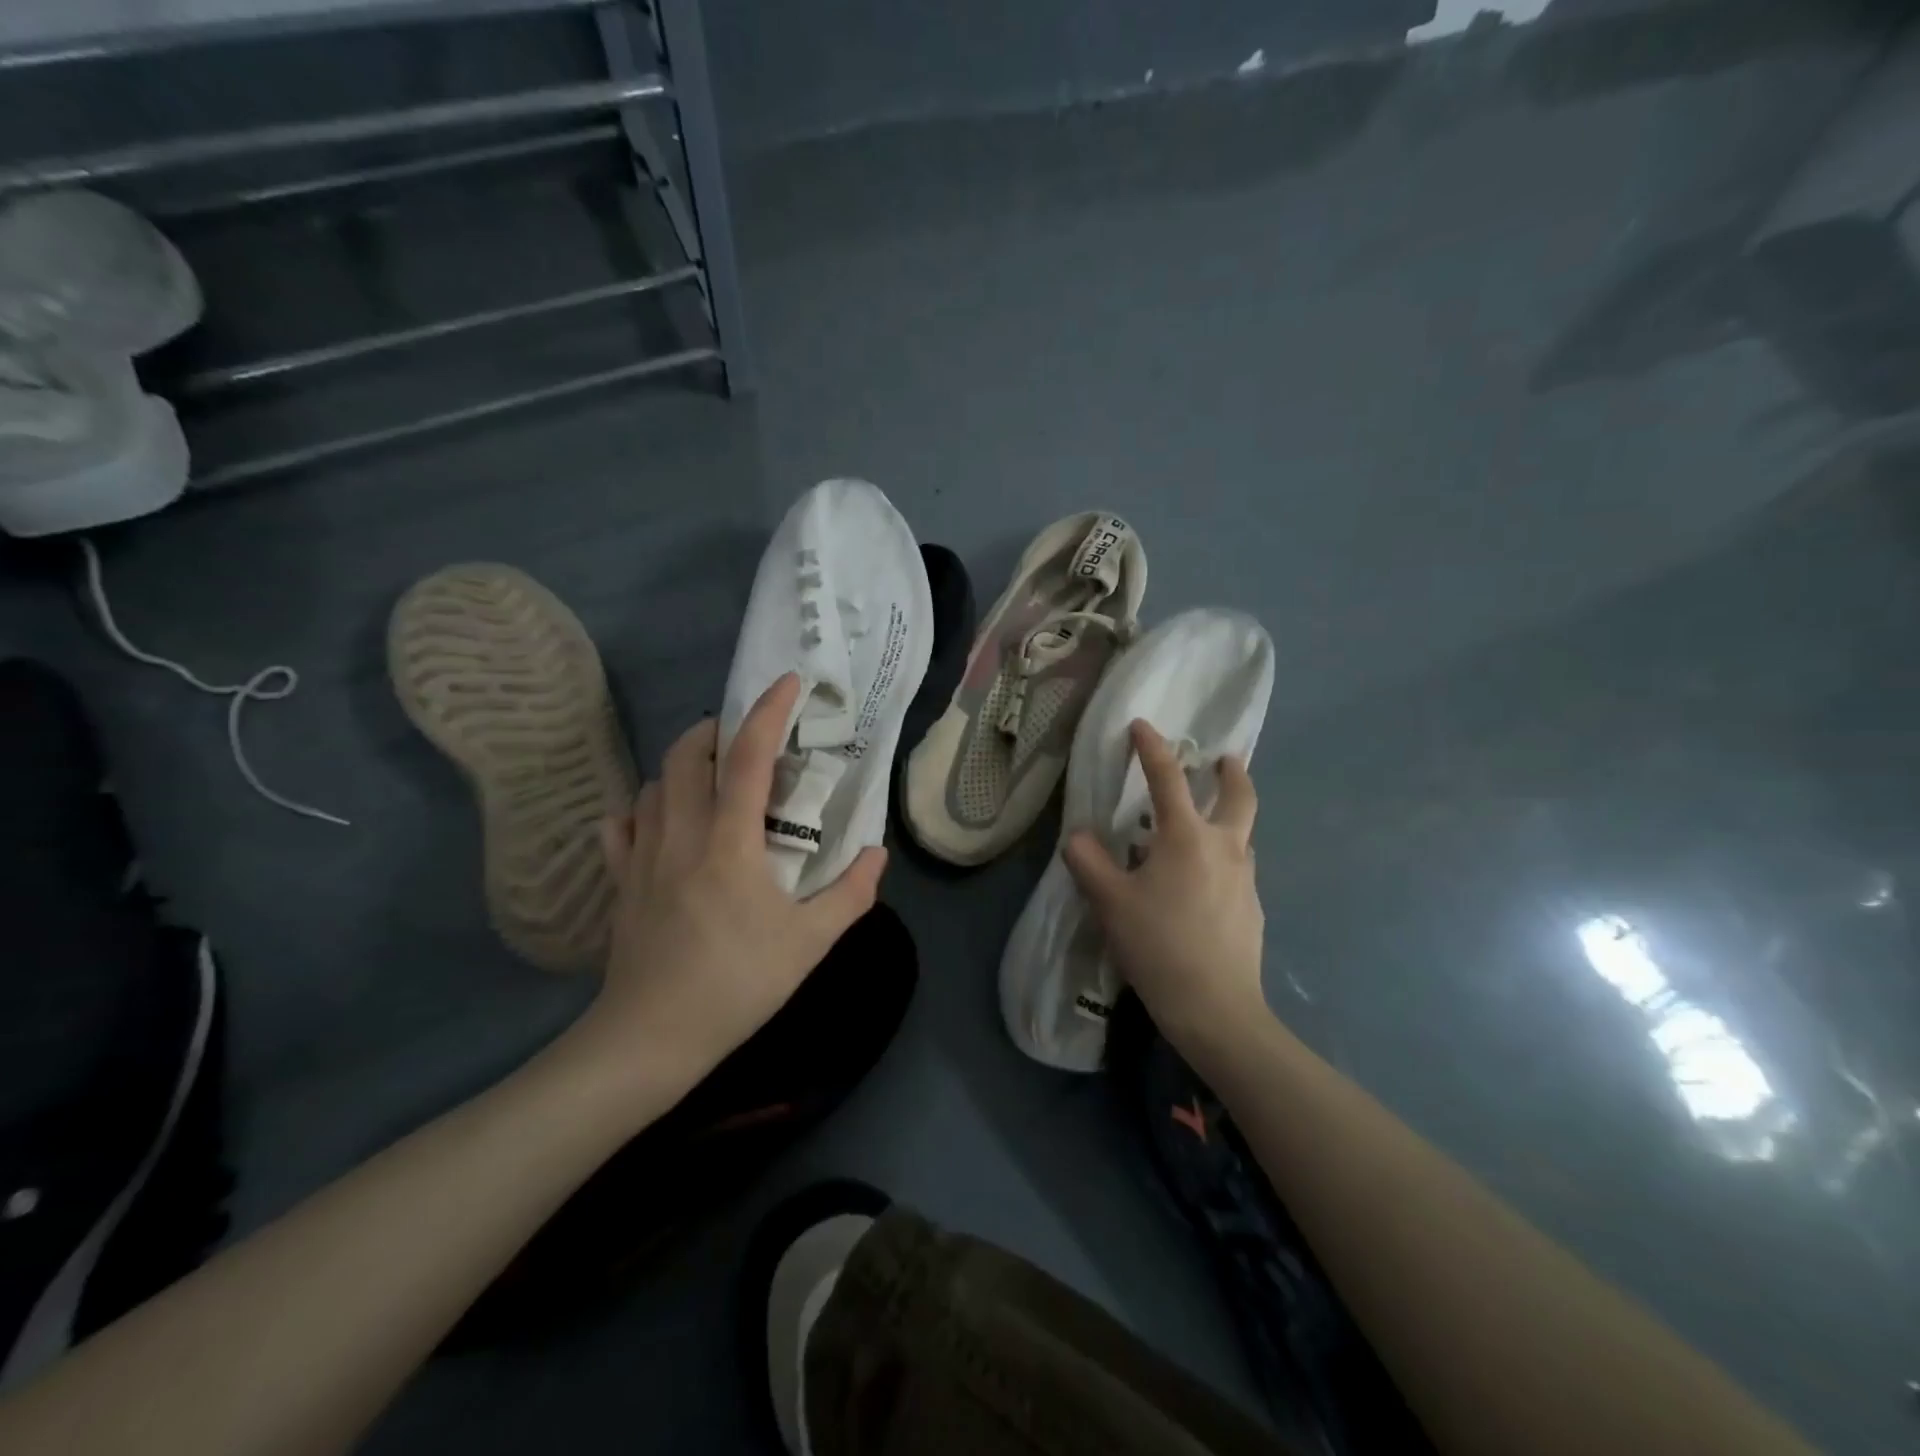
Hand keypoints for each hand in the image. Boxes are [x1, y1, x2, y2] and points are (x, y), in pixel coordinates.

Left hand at [578, 673, 885, 1099]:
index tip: (788, 682)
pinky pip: (620, 825)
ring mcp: (641, 856)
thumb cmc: (736, 985)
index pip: (746, 758)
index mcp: (728, 842)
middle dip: (714, 730)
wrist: (651, 1038)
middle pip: (684, 756)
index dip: (768, 712)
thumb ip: (850, 894)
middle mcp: (680, 834)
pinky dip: (640, 807)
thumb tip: (875, 853)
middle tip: (745, 738)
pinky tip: (658, 820)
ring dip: (681, 766)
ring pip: (652, 785)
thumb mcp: (809, 943)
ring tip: (710, 777)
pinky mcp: (619, 881)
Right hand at [1064, 720, 1269, 1056]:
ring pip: (1241, 835)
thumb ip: (1089, 862)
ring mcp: (1245, 879)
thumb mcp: (1110, 902)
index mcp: (1187, 837)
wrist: (1217, 1009)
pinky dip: (1223, 860)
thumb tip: (1079, 837)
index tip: (1141, 725)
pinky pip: (1238, 870)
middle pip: (1239, 796)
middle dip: (1231, 773)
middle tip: (1223, 760)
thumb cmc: (1159, 945)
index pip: (1167, 778)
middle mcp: (1224, 847)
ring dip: (1228, 819)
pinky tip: (1202, 887)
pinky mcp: (1253, 909)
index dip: (1152, 748)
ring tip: (1202, 831)